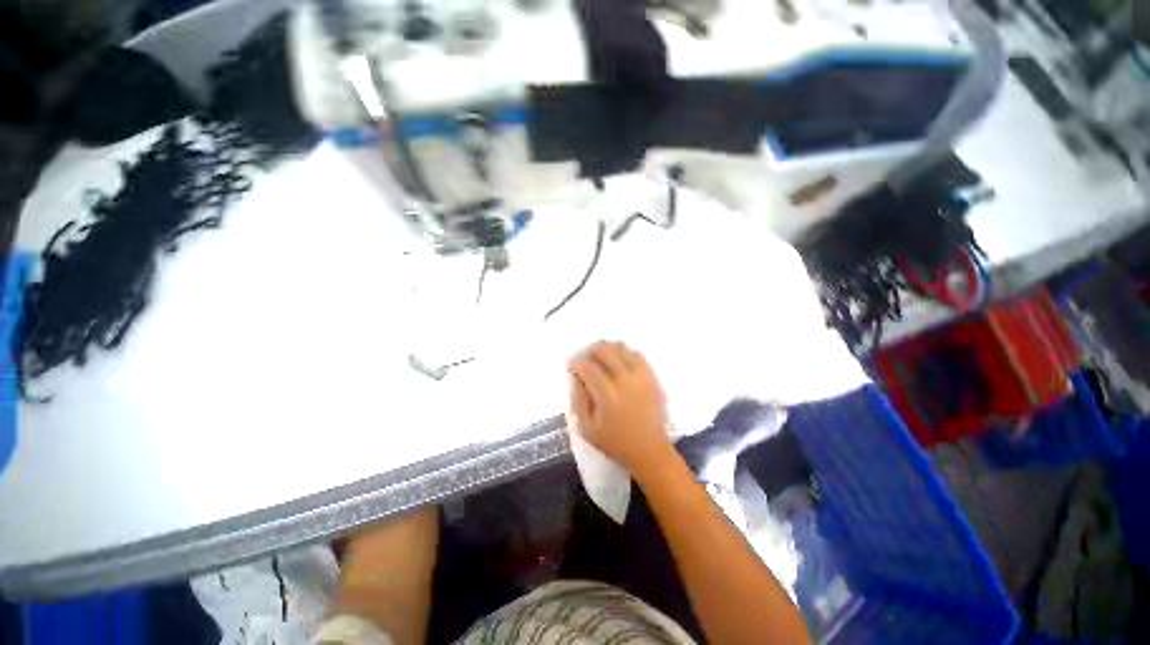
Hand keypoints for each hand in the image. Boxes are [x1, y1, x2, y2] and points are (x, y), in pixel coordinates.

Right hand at [568, 341, 674, 475]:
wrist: (650, 451)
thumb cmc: (615, 443)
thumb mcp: (587, 428)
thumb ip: (578, 400)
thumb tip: (575, 377)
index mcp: (607, 395)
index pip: (588, 367)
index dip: (576, 363)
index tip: (572, 366)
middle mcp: (625, 381)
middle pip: (606, 350)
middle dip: (591, 350)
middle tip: (586, 359)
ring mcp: (642, 377)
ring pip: (623, 348)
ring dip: (609, 349)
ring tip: (603, 359)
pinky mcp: (653, 378)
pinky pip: (638, 355)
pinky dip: (626, 355)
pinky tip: (620, 364)